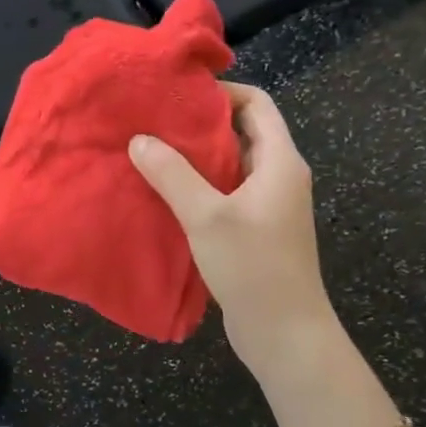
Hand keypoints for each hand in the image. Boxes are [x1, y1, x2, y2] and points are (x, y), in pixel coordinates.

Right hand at [128, 84, 334, 374]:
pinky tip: (164, 193)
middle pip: (241, 131)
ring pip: (230, 164)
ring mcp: (268, 204)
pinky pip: (225, 192)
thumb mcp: (207, 216)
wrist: (285, 333)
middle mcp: (278, 175)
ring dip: (195, 157)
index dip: (220, 93)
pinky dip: (198, 185)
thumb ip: (172, 174)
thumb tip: (139, 139)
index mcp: (280, 161)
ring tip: (150, 153)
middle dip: (199, 124)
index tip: (176, 96)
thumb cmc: (253, 267)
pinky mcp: (254, 228)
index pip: (256, 104)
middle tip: (153, 122)